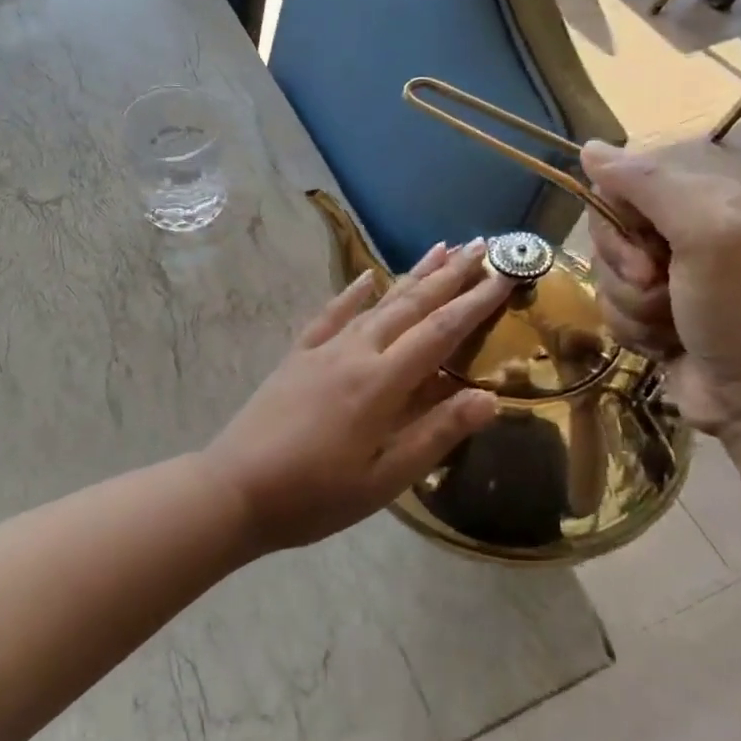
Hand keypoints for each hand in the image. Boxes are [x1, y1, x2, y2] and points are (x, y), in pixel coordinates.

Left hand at [202, 240, 510, 551]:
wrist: (234, 489)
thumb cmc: (315, 495)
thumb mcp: (385, 480)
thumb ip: (436, 434)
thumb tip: (490, 398)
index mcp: (381, 383)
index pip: (440, 332)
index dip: (476, 302)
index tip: (506, 273)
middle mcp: (355, 352)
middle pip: (411, 305)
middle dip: (450, 274)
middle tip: (483, 245)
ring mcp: (323, 350)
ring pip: (377, 303)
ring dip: (411, 275)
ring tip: (440, 248)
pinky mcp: (297, 355)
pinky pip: (330, 314)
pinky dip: (352, 293)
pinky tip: (366, 277)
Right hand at [580, 142, 740, 438]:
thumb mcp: (707, 236)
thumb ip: (649, 187)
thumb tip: (589, 148)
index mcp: (702, 198)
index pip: (621, 184)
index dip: (616, 220)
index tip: (645, 253)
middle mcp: (682, 230)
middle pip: (606, 230)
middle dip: (623, 269)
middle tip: (660, 288)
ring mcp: (667, 274)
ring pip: (604, 273)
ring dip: (630, 305)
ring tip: (669, 324)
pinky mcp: (652, 312)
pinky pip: (609, 306)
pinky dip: (631, 328)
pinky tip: (664, 342)